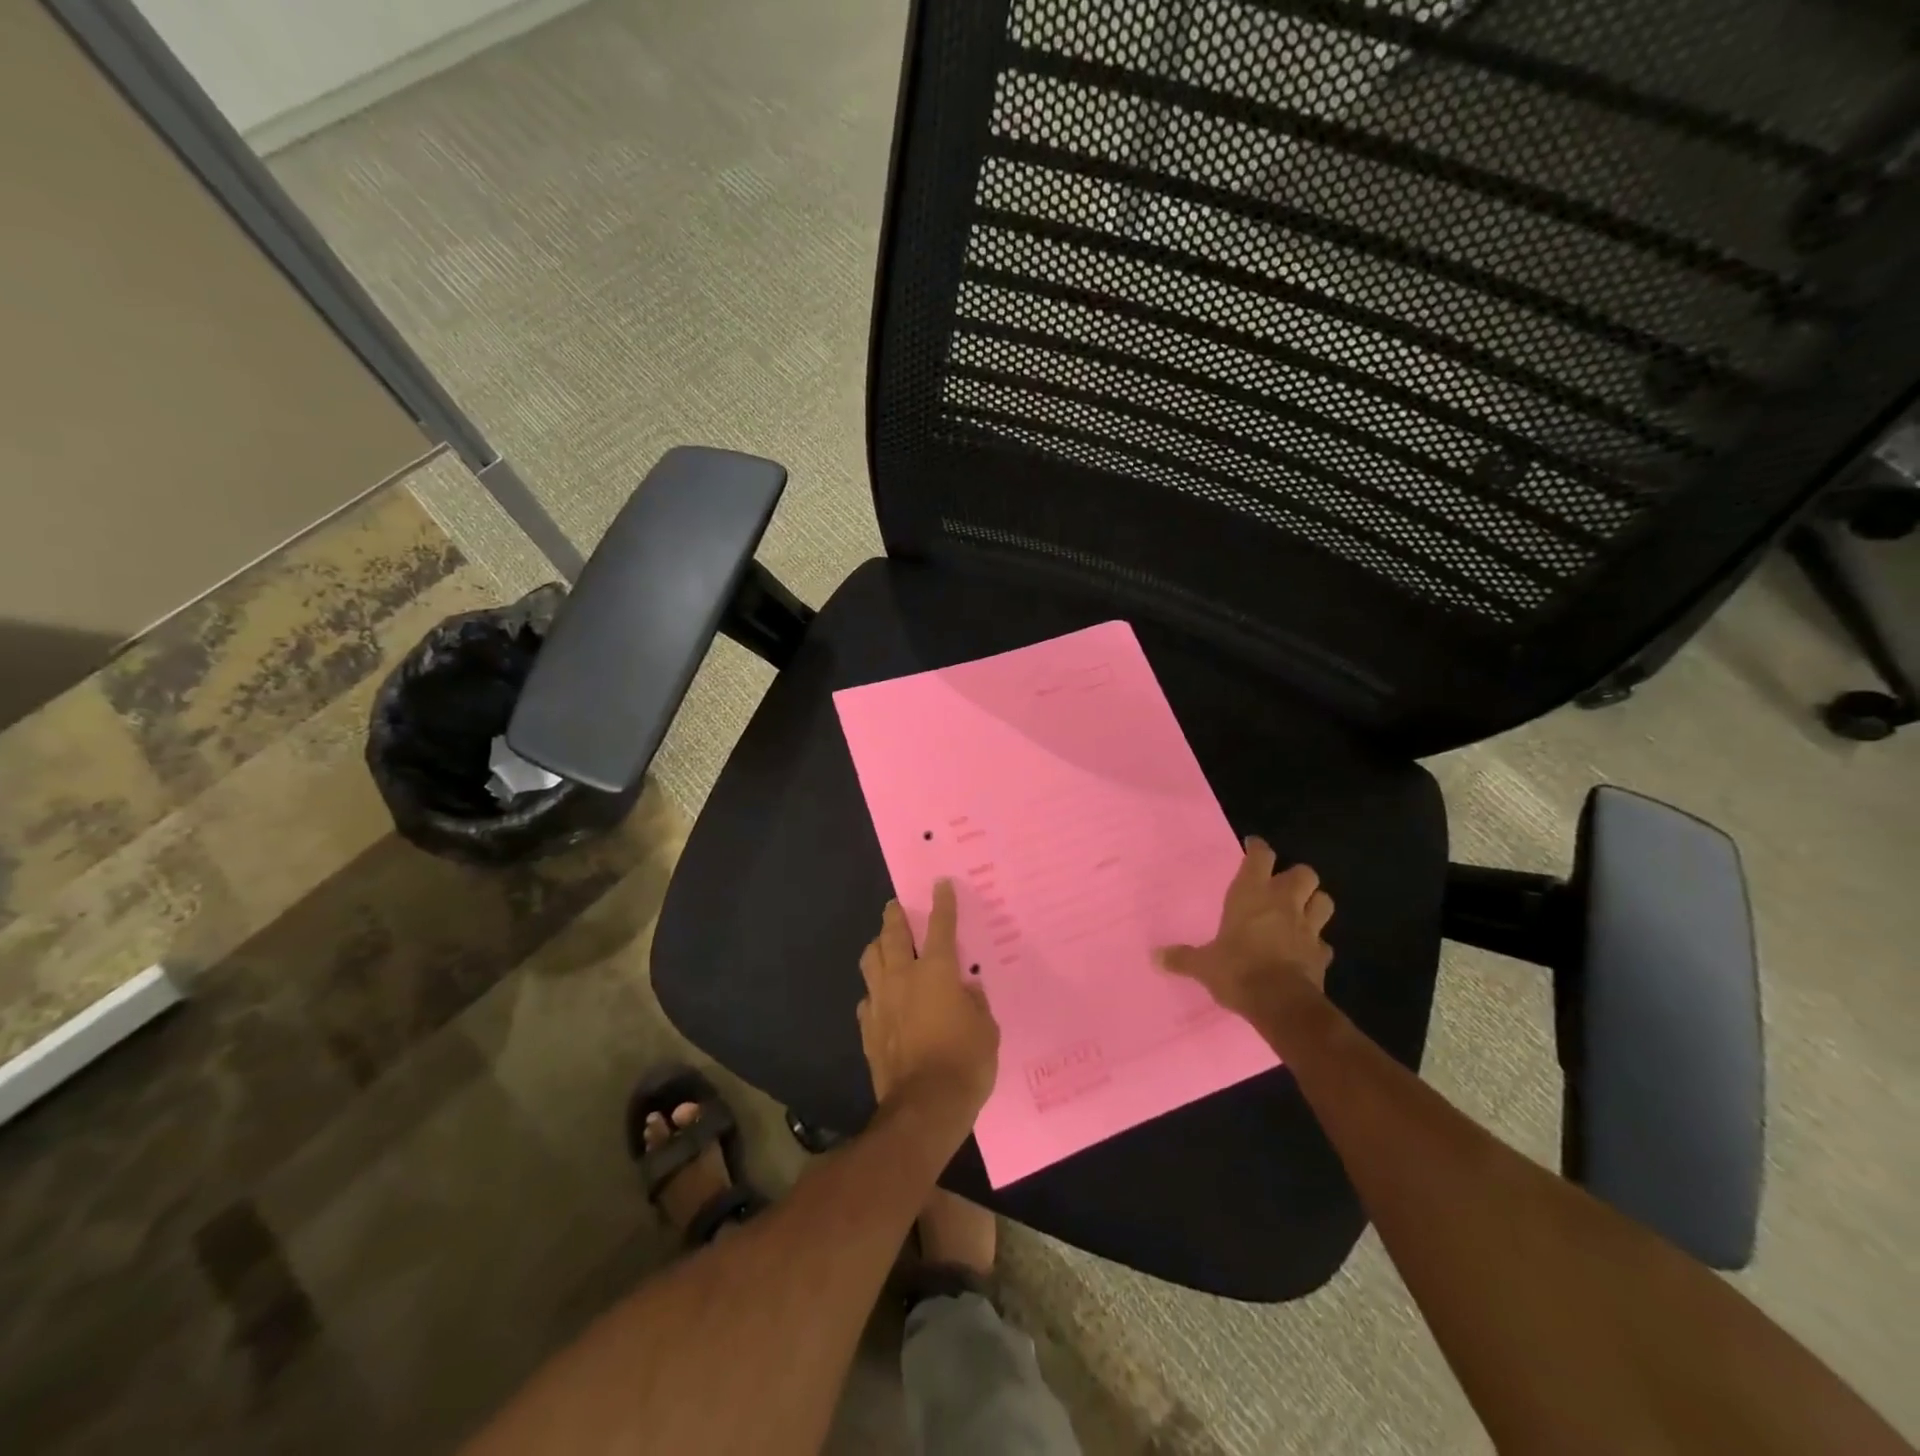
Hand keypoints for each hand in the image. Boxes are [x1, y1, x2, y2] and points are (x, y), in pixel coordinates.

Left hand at [857, 881, 1000, 1128]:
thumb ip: (975, 1003)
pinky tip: (879, 998)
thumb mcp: (986, 1030)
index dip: (942, 903)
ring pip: (871, 961)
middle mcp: (903, 978)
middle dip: (894, 916)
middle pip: (893, 936)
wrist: (924, 1108)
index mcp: (936, 972)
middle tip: (894, 906)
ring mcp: (880, 1002)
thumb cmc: (965, 1063)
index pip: (940, 927)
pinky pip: (866, 999)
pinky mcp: (868, 1028)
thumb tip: (966, 989)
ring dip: (877, 947)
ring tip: (882, 943)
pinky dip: (873, 991)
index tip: (940, 884)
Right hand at [1157, 837, 1334, 1018]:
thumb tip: (1155, 957)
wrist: (1281, 1003)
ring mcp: (1307, 928)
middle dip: (1296, 876)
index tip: (1253, 846)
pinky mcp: (1321, 954)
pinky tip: (1306, 950)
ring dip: (1314, 903)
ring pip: (1323, 901)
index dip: (1258, 848)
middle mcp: (1283, 903)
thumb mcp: (1203, 965)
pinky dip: (1316, 944)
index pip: (1260, 857)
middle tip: (1281, 886)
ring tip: (1301, 911)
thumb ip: (1182, 957)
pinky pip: (1323, 943)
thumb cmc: (1238, 970)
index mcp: (1251, 895)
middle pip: (1304, 873)